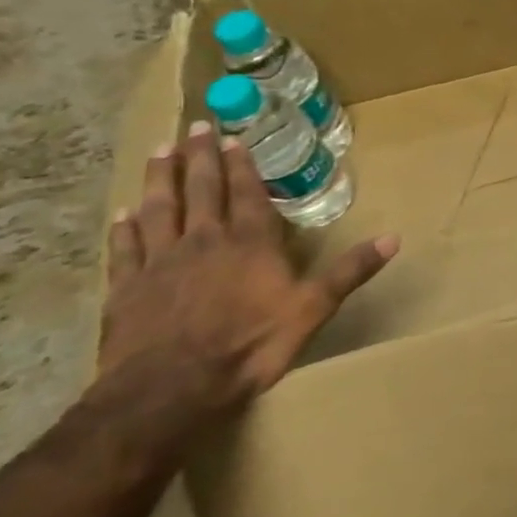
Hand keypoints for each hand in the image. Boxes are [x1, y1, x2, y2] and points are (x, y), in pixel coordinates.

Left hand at [100, 124, 396, 413]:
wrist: (168, 389)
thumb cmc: (249, 345)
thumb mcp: (313, 308)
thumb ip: (350, 271)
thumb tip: (394, 238)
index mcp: (249, 243)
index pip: (246, 193)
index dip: (241, 165)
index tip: (233, 139)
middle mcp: (204, 241)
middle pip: (201, 189)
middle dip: (201, 157)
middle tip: (197, 126)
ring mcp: (160, 263)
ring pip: (159, 208)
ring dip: (160, 178)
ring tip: (160, 150)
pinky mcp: (126, 289)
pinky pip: (124, 249)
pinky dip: (123, 228)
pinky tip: (122, 213)